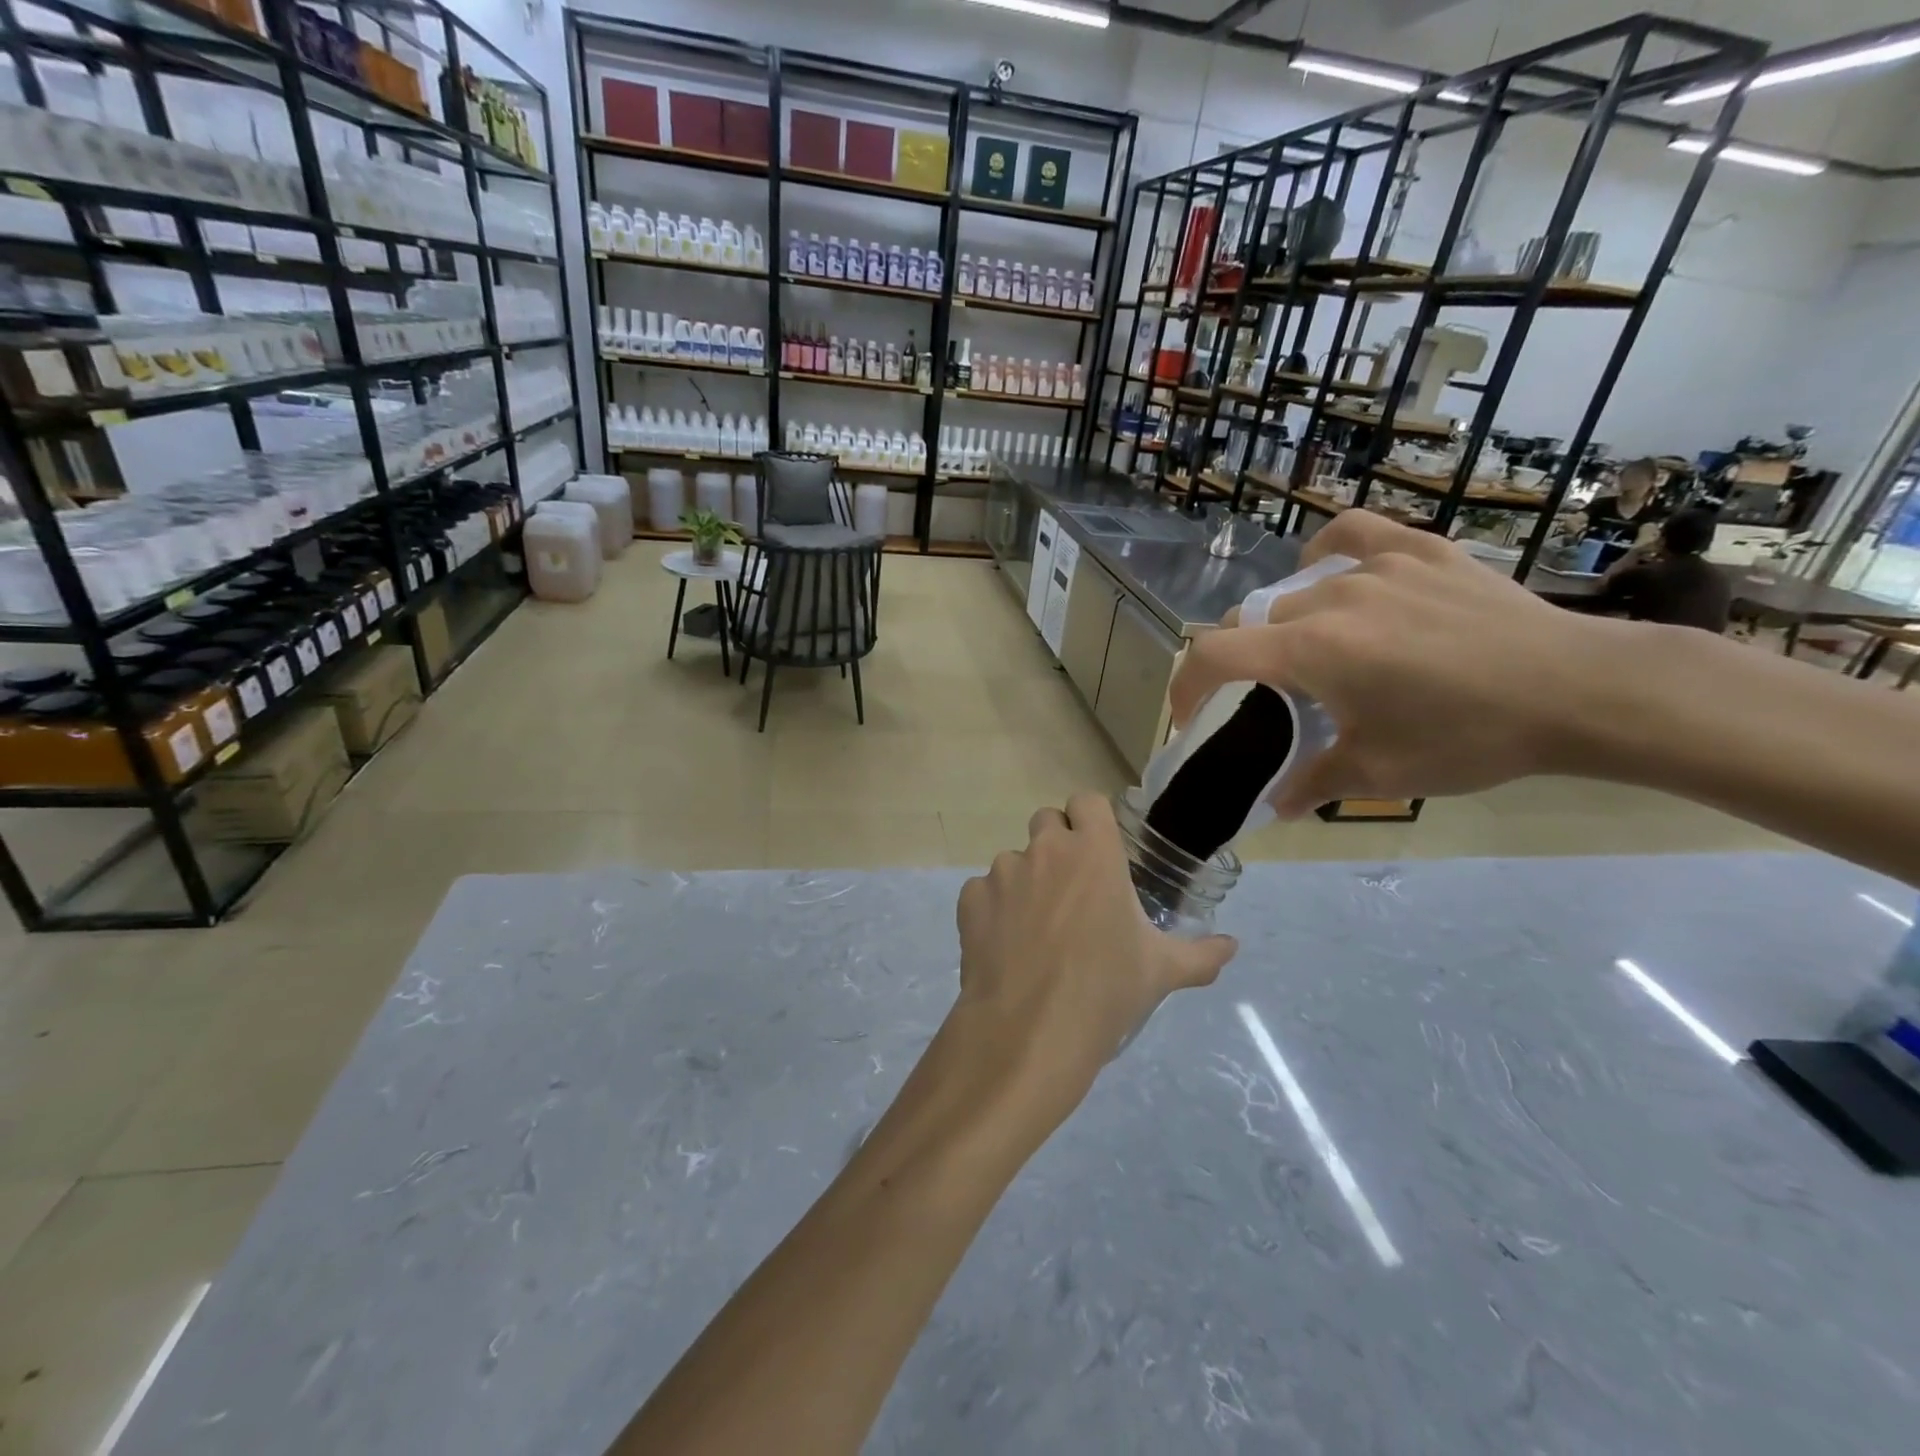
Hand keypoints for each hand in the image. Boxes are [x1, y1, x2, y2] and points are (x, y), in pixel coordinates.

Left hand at [951, 793, 1236, 1130]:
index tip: (1099, 850)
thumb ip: (1200, 954)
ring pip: (1013, 859)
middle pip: (1046, 821)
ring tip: (1037, 929)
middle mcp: (1045, 850)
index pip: (1087, 802)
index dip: (1091, 820)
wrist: (1031, 1030)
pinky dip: (994, 909)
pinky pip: (983, 891)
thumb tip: (1232, 947)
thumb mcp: (1161, 971)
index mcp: (1093, 852)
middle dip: (1057, 845)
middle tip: (1071, 889)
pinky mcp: (970, 899)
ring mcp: (1002, 872)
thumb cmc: (1105, 989)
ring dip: (1026, 880)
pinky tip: (1006, 946)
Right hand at [1171, 511, 1633, 814]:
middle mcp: (1329, 598)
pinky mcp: (1420, 551)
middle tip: (1269, 699)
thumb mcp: (1380, 773)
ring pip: (1297, 591)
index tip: (1188, 717)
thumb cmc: (1469, 737)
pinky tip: (1334, 572)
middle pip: (1252, 623)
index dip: (1184, 686)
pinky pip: (1352, 536)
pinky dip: (1328, 555)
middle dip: (1244, 663)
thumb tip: (1275, 806)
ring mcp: (1376, 566)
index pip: (1212, 655)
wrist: (1580, 691)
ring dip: (1287, 625)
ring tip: (1315, 650)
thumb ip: (1312, 784)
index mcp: (1310, 651)